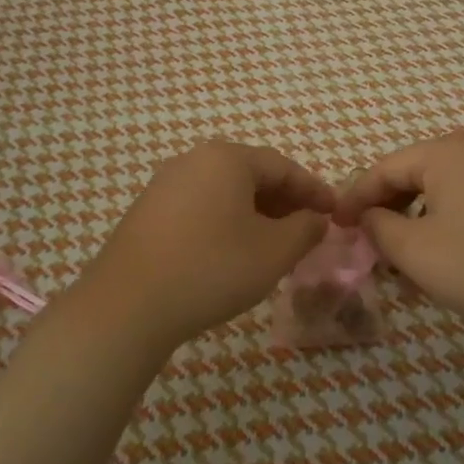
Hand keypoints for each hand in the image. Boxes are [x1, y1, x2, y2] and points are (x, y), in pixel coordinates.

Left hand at [79, 141, 335, 349]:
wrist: (128, 304)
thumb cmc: (212, 269)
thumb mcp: (274, 252)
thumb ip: (305, 230)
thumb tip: (316, 219)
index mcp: (227, 158)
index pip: (283, 167)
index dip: (314, 190)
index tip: (335, 213)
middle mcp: (194, 160)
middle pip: (252, 175)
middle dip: (285, 202)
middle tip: (308, 231)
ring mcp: (165, 184)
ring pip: (225, 192)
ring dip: (256, 214)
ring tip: (275, 245)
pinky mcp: (148, 211)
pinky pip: (201, 206)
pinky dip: (227, 222)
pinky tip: (233, 252)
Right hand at [334, 130, 463, 343]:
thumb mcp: (416, 251)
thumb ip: (379, 227)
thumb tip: (368, 217)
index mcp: (447, 152)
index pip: (384, 168)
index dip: (355, 199)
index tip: (336, 227)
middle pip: (415, 176)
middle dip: (389, 212)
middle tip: (371, 247)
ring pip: (444, 192)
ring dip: (418, 222)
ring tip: (407, 262)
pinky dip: (449, 224)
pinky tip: (448, 258)